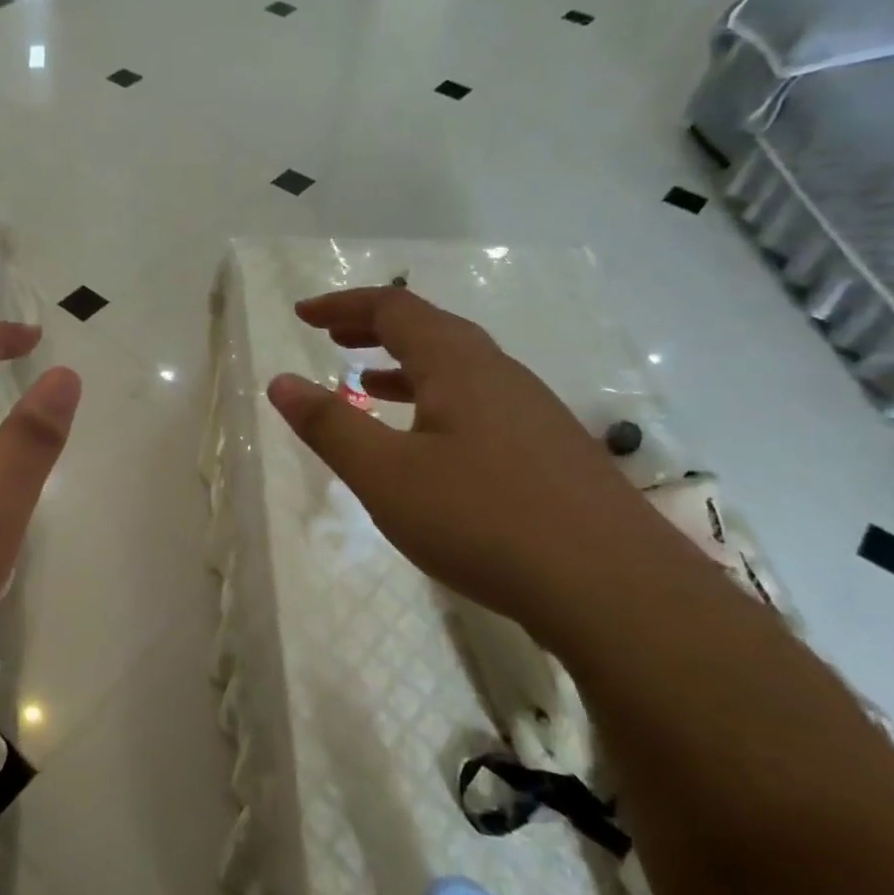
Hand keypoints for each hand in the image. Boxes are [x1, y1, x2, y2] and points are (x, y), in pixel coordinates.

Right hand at [268, 288, 696, 643]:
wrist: (614, 588)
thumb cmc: (483, 519)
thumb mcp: (386, 475)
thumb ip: (330, 425)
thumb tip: (279, 381)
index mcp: (458, 364)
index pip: (393, 308)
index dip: (343, 306)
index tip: (301, 315)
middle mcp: (498, 373)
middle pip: (430, 329)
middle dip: (374, 328)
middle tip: (332, 337)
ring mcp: (531, 411)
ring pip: (457, 368)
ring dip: (405, 365)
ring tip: (367, 383)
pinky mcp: (548, 450)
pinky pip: (478, 402)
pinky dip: (435, 401)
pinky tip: (427, 442)